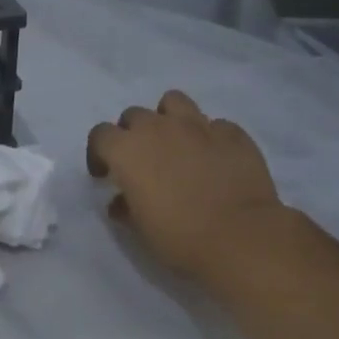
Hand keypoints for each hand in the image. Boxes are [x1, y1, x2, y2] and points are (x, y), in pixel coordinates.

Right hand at [86, 90, 284, 278]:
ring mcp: (198, 126)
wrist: (239, 236)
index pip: (100, 135)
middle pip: (134, 115)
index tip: (105, 175)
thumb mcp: (139, 228)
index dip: (99, 153)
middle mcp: (158, 128)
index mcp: (127, 150)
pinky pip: (214, 124)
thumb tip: (121, 201)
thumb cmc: (178, 236)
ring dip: (168, 119)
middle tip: (141, 161)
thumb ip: (125, 206)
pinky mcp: (233, 133)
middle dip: (132, 134)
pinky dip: (208, 137)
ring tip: (175, 144)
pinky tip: (213, 158)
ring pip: (174, 102)